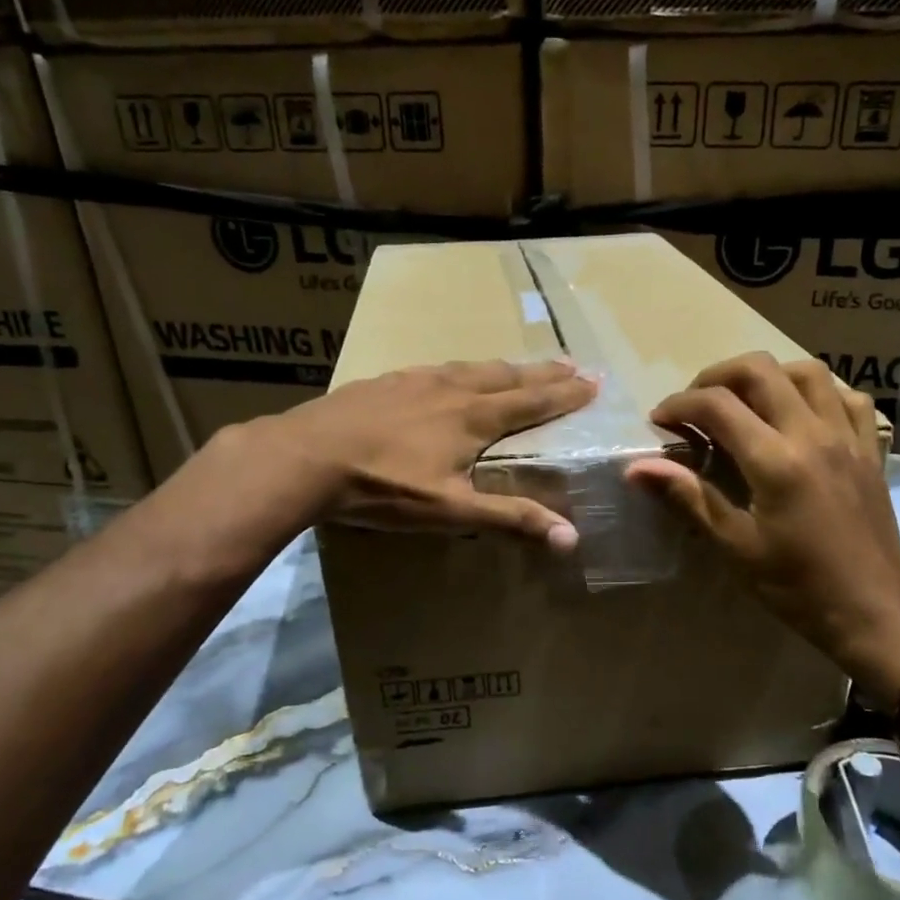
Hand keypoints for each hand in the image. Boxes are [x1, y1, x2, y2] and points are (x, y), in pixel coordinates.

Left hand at [264, 358, 597, 547]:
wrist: (306, 457)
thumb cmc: (384, 486)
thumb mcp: (450, 511)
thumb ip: (509, 519)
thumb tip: (570, 537)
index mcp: (473, 418)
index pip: (531, 403)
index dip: (564, 394)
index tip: (592, 382)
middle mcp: (451, 389)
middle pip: (507, 376)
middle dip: (542, 373)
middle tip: (572, 363)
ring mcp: (414, 380)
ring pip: (471, 367)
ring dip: (503, 367)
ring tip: (520, 366)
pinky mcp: (384, 382)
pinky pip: (435, 369)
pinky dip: (459, 369)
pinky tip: (448, 373)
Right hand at [625, 353, 899, 707]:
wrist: (873, 612)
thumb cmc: (797, 587)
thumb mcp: (736, 546)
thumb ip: (689, 497)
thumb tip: (637, 468)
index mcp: (775, 461)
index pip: (717, 405)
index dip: (679, 404)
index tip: (660, 421)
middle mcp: (813, 434)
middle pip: (760, 370)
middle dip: (716, 377)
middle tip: (696, 405)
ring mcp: (848, 437)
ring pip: (807, 371)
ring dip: (768, 376)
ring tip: (745, 402)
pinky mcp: (870, 450)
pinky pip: (849, 397)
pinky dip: (819, 393)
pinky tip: (801, 414)